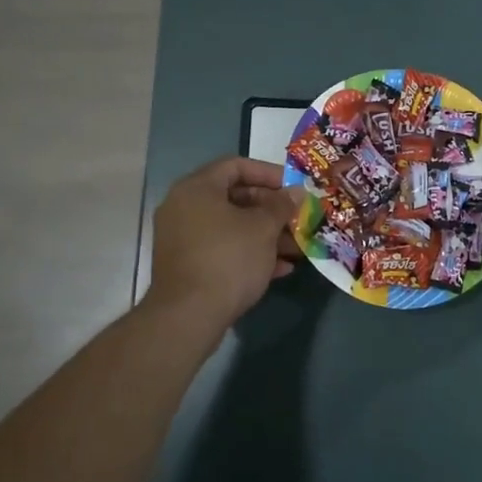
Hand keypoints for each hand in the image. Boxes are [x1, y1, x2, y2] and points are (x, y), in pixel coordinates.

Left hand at [146, 157, 304, 331]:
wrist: (188, 316)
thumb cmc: (228, 259)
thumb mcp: (263, 228)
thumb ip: (282, 206)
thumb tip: (297, 192)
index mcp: (197, 188)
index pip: (236, 165)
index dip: (269, 173)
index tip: (294, 188)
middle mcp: (184, 207)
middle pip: (235, 197)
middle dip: (271, 210)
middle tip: (298, 219)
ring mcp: (183, 238)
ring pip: (231, 227)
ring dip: (265, 235)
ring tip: (297, 248)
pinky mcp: (187, 265)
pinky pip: (222, 249)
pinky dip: (249, 253)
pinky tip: (280, 269)